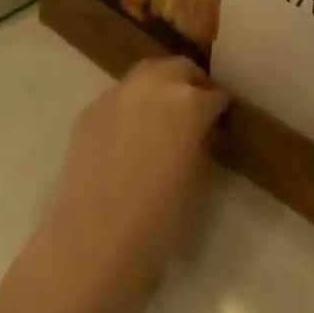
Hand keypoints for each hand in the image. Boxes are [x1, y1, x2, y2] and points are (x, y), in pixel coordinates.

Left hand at [37, 58, 228, 307]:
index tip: (221, 122)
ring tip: (162, 114)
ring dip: (161, 85)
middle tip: (195, 111)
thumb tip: (203, 133)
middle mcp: (155, 85)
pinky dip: (132, 105)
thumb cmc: (157, 223)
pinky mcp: (92, 107)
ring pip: (148, 73)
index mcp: (189, 103)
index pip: (215, 95)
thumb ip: (203, 146)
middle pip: (181, 68)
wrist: (92, 244)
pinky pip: (120, 95)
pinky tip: (129, 133)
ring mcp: (119, 92)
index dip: (220, 109)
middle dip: (192, 84)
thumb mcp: (198, 184)